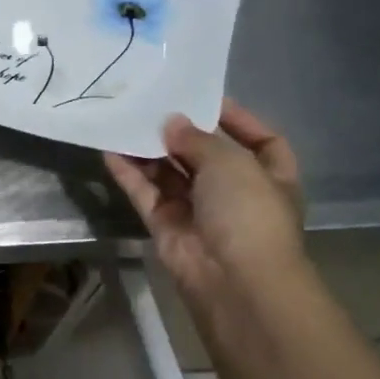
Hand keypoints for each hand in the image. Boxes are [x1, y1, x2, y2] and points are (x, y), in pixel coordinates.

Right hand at [103, 99, 306, 305]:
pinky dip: (129, 174)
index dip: (239, 120)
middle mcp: (235, 193)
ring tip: (125, 121)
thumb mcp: (231, 163)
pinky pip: (145, 193)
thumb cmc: (248, 213)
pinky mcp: (166, 226)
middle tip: (153, 106)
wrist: (233, 279)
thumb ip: (198, 139)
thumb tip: (171, 122)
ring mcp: (198, 211)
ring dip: (150, 150)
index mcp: (270, 176)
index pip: (261, 140)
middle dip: (182, 133)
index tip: (206, 100)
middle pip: (206, 155)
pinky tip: (110, 150)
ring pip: (170, 174)